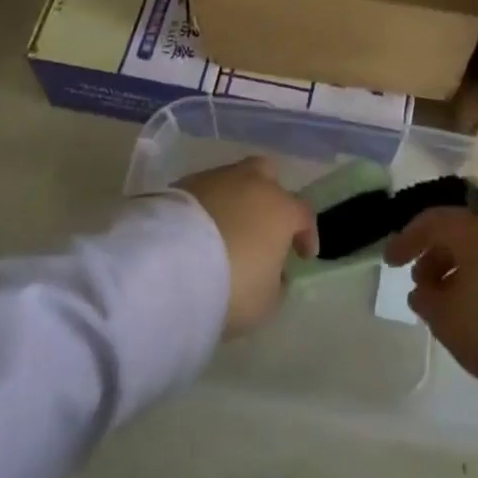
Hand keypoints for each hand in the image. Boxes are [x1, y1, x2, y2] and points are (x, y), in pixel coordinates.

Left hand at [177, 159, 316, 337]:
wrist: (171, 265)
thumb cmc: (232, 284)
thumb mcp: (265, 302)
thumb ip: (276, 284)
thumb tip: (274, 274)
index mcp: (280, 208)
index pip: (304, 214)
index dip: (306, 234)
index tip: (303, 255)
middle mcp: (252, 184)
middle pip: (267, 176)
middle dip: (269, 196)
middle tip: (263, 224)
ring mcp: (214, 179)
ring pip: (231, 181)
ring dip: (233, 201)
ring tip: (224, 230)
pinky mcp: (181, 185)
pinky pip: (203, 193)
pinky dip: (205, 208)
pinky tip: (198, 231)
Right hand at [385, 210, 477, 393]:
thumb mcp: (447, 319)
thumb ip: (426, 301)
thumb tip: (423, 291)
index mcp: (473, 232)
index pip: (432, 222)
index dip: (407, 239)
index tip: (390, 262)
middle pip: (460, 235)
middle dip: (436, 258)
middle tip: (422, 288)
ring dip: (461, 272)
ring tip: (452, 306)